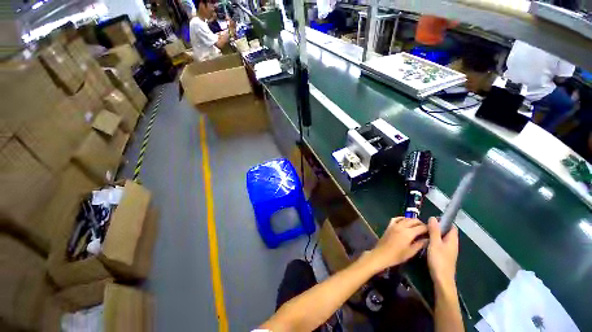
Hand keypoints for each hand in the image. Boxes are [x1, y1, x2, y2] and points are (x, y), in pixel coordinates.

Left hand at [367, 217, 427, 272]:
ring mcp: (394, 225)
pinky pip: (396, 219)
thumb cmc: (397, 256)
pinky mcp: (389, 226)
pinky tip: (405, 222)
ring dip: (412, 220)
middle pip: (413, 221)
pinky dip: (402, 218)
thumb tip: (428, 239)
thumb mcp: (411, 252)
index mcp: (408, 233)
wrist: (382, 254)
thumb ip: (420, 244)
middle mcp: (401, 226)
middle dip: (421, 223)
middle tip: (425, 229)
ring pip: (405, 218)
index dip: (428, 229)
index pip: (421, 227)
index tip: (432, 232)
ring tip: (417, 226)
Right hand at [427, 217, 458, 290]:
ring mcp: (449, 251)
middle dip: (437, 227)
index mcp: (452, 240)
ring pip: (442, 238)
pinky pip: (440, 244)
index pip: (452, 227)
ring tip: (424, 232)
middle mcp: (452, 244)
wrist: (442, 279)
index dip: (444, 221)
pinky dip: (434, 240)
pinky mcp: (444, 256)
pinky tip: (426, 242)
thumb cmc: (439, 260)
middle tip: (425, 225)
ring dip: (435, 234)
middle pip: (447, 232)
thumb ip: (434, 230)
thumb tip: (433, 218)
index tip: (432, 219)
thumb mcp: (434, 243)